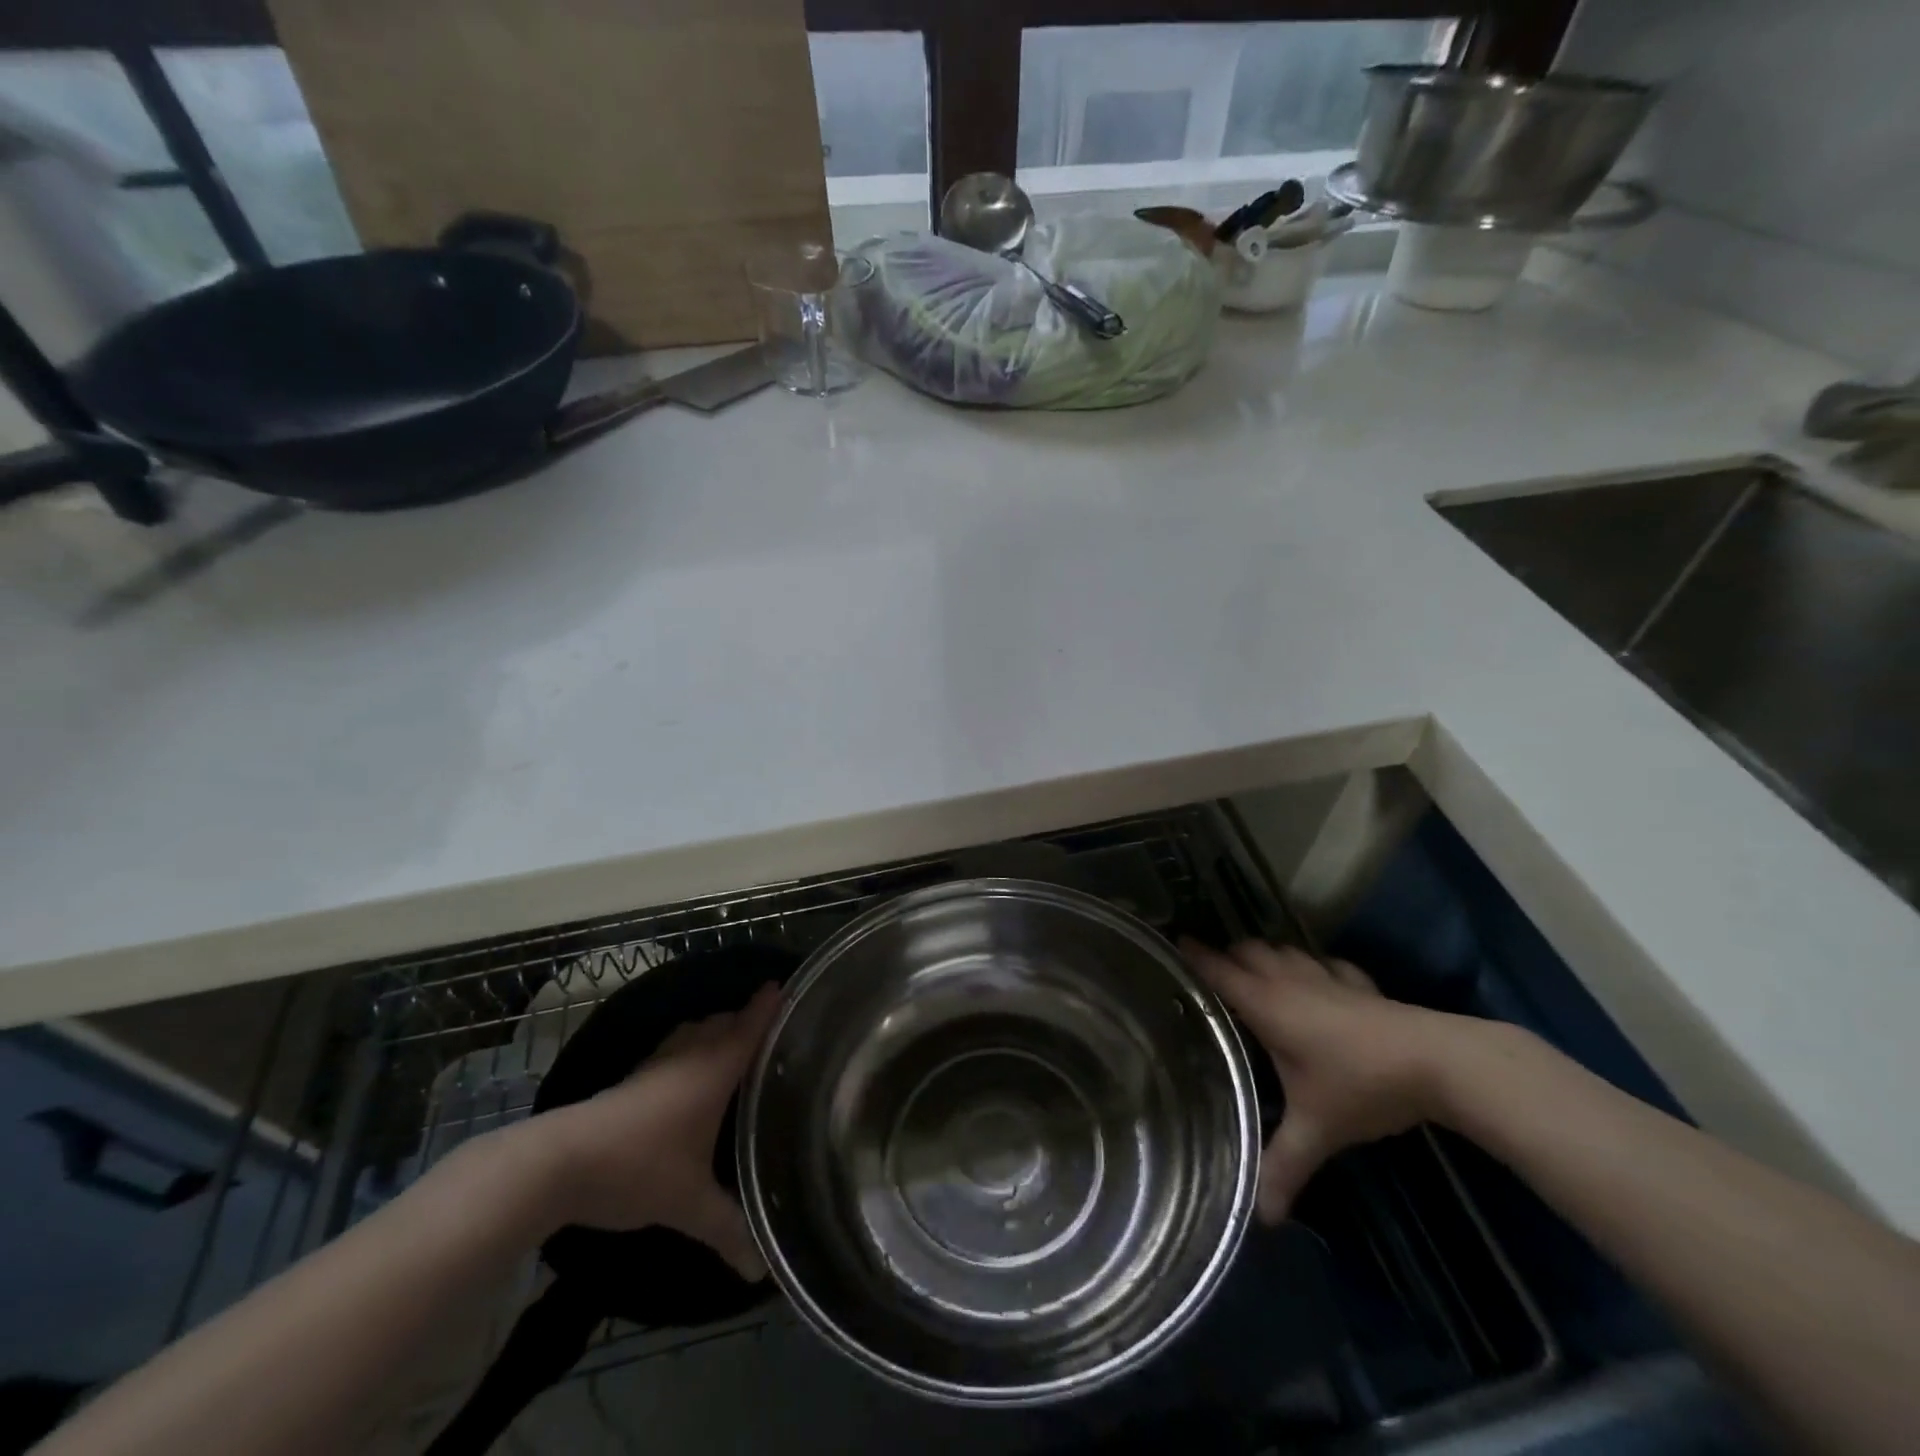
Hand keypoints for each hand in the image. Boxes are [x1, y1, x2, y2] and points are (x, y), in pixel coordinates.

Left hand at [521, 982, 781, 1278]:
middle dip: (748, 1020)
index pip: (751, 1026)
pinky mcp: (635, 1077)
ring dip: (718, 1033)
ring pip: (698, 1033)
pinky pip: (677, 1049)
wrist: (560, 1162)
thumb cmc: (639, 1168)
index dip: (770, 1004)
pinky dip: (693, 1050)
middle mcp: (692, 1055)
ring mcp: (659, 1063)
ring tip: (738, 1050)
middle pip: (726, 1022)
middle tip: (775, 1032)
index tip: (788, 985)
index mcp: (715, 1070)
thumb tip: (761, 1270)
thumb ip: (728, 1230)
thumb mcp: (689, 1204)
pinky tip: (691, 1077)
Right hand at [1183, 939, 1473, 1223]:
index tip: (1173, 945)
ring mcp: (1326, 976)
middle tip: (1214, 976)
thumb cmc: (1361, 1086)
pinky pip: (1323, 963)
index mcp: (1267, 1005)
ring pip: (1283, 949)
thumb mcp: (1317, 1129)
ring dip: (1266, 956)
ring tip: (1257, 975)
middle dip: (1228, 956)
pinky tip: (1317, 984)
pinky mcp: (1358, 982)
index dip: (1194, 955)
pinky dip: (1310, 967)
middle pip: (1247, 950)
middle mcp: (1289, 981)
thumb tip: (1260, 1216)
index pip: (1218, 970)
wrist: (1438, 1062)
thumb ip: (1284, 1166)